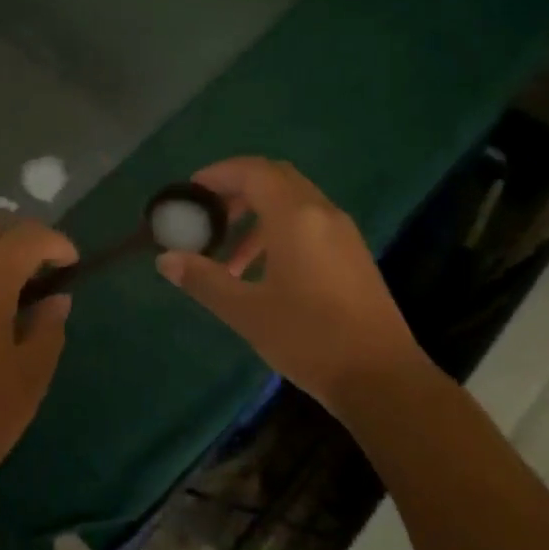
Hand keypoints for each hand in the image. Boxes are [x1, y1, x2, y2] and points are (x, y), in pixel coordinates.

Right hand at [156, 157, 439, 415]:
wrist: (382, 378)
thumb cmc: (309, 338)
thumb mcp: (246, 311)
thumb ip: (204, 279)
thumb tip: (166, 260)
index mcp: (295, 217)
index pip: (253, 172)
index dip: (219, 174)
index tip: (192, 191)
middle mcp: (322, 213)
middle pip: (275, 178)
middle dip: (237, 189)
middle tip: (208, 215)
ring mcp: (343, 233)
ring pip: (293, 202)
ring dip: (257, 215)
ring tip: (228, 257)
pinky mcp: (353, 254)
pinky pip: (310, 223)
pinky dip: (279, 231)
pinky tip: (263, 272)